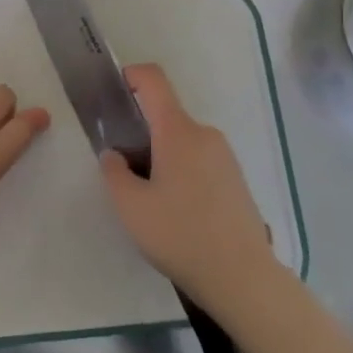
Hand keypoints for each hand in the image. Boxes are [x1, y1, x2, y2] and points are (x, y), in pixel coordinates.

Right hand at [100, 63, 277, 303]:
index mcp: (178, 131)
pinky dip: (179, 170)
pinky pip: (198, 159)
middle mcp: (204, 134)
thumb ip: (114, 172)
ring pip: (181, 140)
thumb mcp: (130, 206)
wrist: (242, 277)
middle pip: (165, 115)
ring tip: (147, 197)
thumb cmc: (179, 235)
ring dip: (159, 154)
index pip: (154, 81)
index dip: (130, 75)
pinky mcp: (235, 179)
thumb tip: (115, 154)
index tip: (111, 93)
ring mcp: (224, 156)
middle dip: (139, 131)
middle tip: (121, 168)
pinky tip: (174, 210)